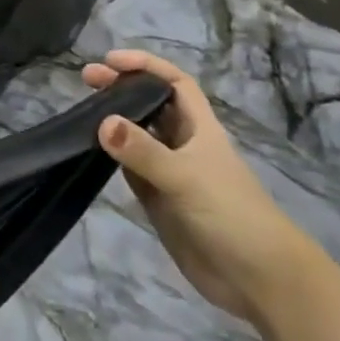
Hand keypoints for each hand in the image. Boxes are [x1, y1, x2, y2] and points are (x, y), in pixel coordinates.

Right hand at [83, 49, 318, 321]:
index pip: (174, 84)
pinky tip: (90, 149)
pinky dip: (111, 154)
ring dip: (113, 119)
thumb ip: (143, 152)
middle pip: (151, 104)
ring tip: (80, 109)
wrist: (259, 280)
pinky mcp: (158, 199)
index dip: (146, 66)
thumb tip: (102, 121)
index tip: (110, 60)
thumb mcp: (186, 178)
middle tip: (85, 79)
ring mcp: (170, 173)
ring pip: (137, 135)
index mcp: (200, 130)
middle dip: (121, 87)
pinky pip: (129, 167)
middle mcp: (184, 145)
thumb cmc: (232, 216)